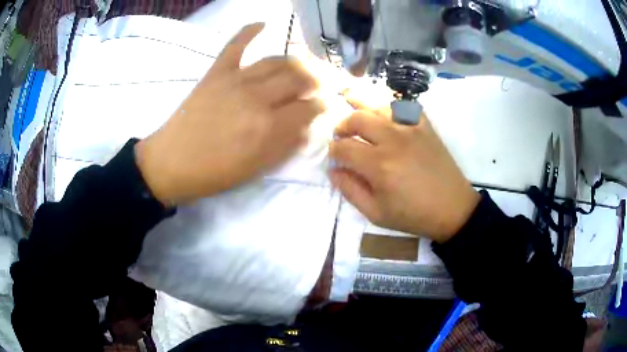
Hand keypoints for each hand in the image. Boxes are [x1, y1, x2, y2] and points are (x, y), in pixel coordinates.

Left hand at [135, 23, 324, 204]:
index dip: (321, 106)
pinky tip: (262, 24)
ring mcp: (236, 80)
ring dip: (295, 62)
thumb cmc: (214, 172)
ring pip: (276, 61)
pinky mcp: (216, 72)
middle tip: (318, 85)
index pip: (308, 108)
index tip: (325, 106)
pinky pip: (235, 45)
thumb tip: (307, 127)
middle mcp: (257, 97)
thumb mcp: (255, 169)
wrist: (171, 163)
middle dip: (315, 81)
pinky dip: (249, 32)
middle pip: (298, 79)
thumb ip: (285, 146)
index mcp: (268, 126)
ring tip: (301, 67)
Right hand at [329, 101, 478, 242]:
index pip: (343, 147)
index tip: (336, 158)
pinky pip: (404, 107)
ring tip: (360, 122)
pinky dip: (391, 108)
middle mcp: (393, 140)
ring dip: (362, 111)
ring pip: (378, 106)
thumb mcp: (376, 214)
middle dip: (342, 126)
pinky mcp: (425, 126)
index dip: (333, 152)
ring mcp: (411, 129)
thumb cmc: (413, 215)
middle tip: (342, 136)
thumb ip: (350, 190)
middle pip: (357, 119)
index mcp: (378, 165)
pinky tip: (386, 117)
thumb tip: (333, 170)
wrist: (452, 208)